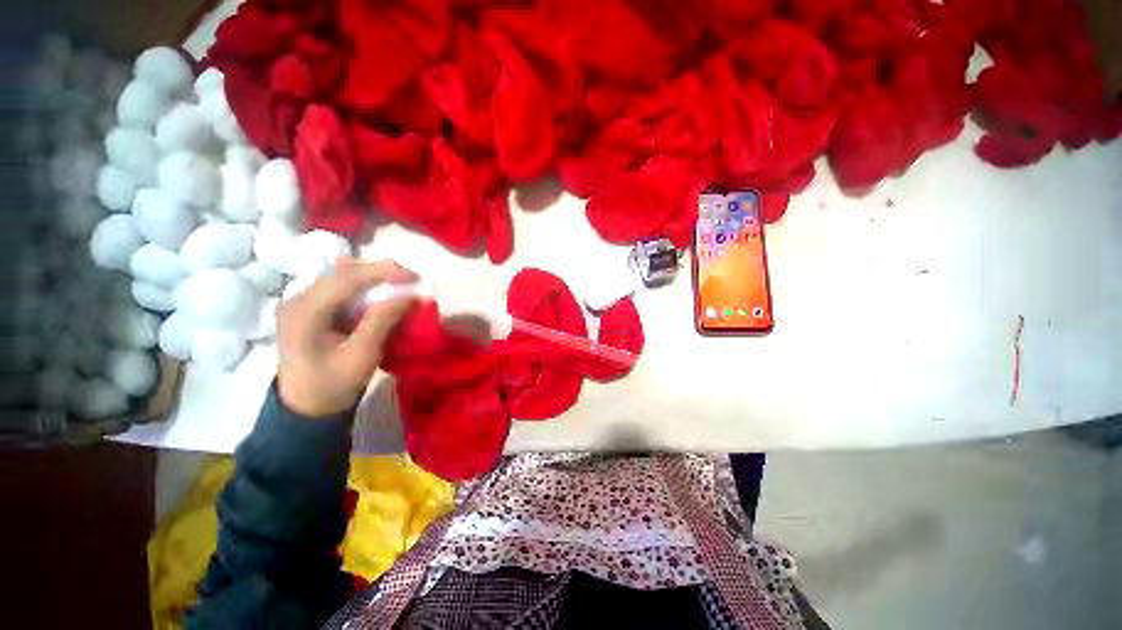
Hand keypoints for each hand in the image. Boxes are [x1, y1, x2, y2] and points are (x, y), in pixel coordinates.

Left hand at [277, 257, 415, 417]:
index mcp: (304, 311)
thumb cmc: (333, 385)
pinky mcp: (310, 309)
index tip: (414, 276)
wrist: (305, 408)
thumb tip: (408, 296)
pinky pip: (341, 289)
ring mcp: (302, 303)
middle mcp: (298, 299)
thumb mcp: (361, 355)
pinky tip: (380, 294)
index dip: (382, 272)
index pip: (346, 278)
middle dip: (380, 272)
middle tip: (410, 279)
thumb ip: (382, 321)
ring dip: (373, 278)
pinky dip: (364, 288)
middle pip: (343, 273)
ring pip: (342, 277)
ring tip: (399, 285)